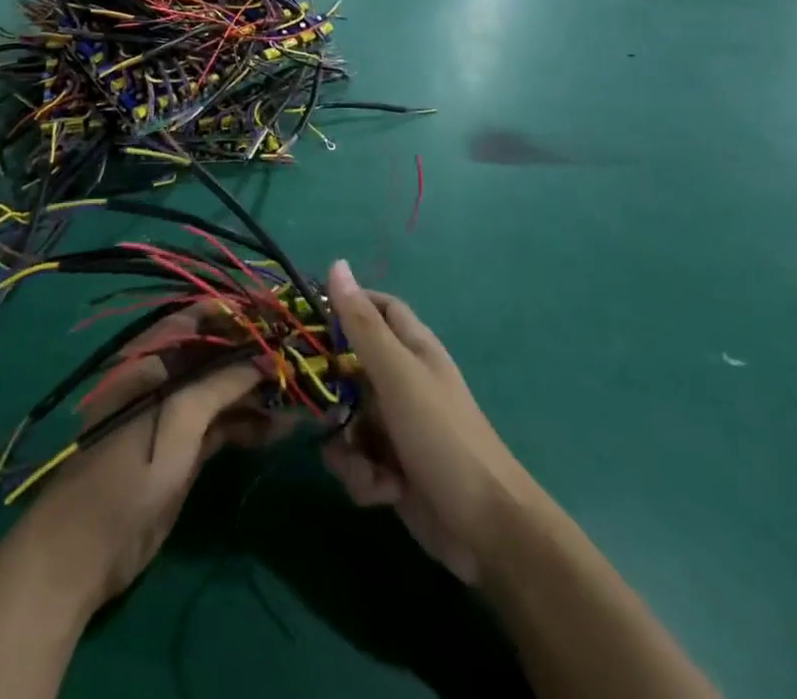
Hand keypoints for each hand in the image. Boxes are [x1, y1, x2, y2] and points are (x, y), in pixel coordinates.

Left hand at [19, 313, 276, 607]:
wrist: (87, 550)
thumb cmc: (128, 470)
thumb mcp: (178, 419)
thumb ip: (221, 383)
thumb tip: (265, 357)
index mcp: (150, 357)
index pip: (197, 318)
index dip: (235, 312)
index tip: (275, 311)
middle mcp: (164, 377)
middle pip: (215, 354)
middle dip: (253, 353)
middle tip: (298, 355)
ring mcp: (174, 414)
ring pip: (222, 390)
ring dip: (257, 392)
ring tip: (299, 394)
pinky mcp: (184, 448)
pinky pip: (222, 425)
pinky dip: (248, 424)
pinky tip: (280, 429)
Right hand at [321, 259, 533, 585]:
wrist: (488, 532)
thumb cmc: (443, 437)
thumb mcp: (397, 374)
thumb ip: (362, 324)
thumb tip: (337, 264)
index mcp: (412, 348)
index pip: (375, 307)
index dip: (345, 305)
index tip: (308, 317)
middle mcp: (401, 381)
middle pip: (348, 367)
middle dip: (330, 390)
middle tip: (313, 401)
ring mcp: (396, 426)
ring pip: (345, 418)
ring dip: (346, 446)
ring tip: (364, 464)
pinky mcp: (390, 469)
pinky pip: (355, 459)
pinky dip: (361, 476)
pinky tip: (381, 491)